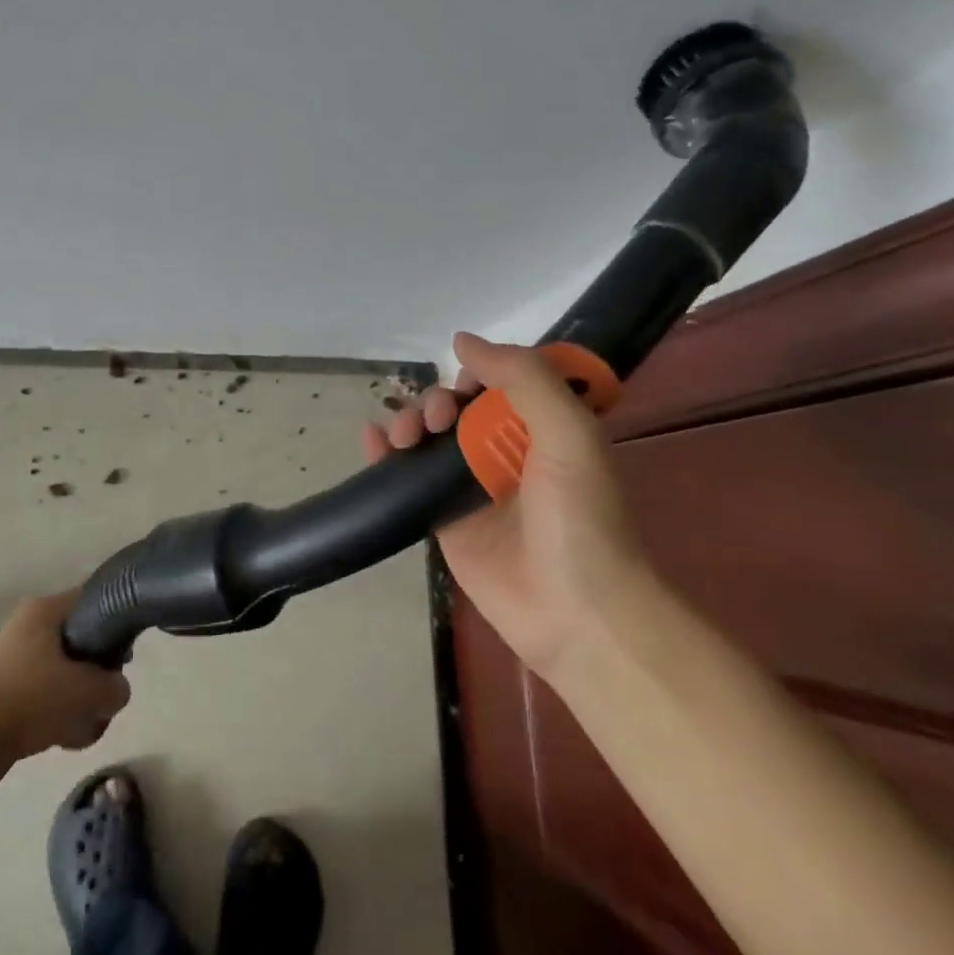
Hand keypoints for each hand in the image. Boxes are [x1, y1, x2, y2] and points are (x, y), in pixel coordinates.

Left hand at [0, 590, 131, 763]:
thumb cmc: (33, 700)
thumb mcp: (90, 692)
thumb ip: (116, 687)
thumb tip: (116, 689)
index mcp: (46, 608)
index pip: (94, 600)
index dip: (115, 626)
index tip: (123, 657)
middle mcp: (29, 623)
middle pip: (82, 642)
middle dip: (95, 676)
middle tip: (100, 698)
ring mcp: (14, 655)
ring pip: (65, 672)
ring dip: (78, 701)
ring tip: (81, 726)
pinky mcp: (6, 686)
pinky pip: (45, 693)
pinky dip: (57, 713)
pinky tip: (62, 738)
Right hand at [363, 332, 648, 680]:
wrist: (576, 614)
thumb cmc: (581, 518)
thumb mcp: (569, 433)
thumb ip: (524, 378)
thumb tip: (461, 340)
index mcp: (543, 427)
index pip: (500, 381)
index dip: (477, 373)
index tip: (466, 386)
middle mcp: (505, 450)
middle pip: (457, 406)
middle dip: (437, 401)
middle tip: (436, 420)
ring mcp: (471, 485)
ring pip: (429, 436)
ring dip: (408, 421)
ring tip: (403, 435)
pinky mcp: (444, 518)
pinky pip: (409, 476)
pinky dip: (385, 453)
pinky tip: (372, 441)